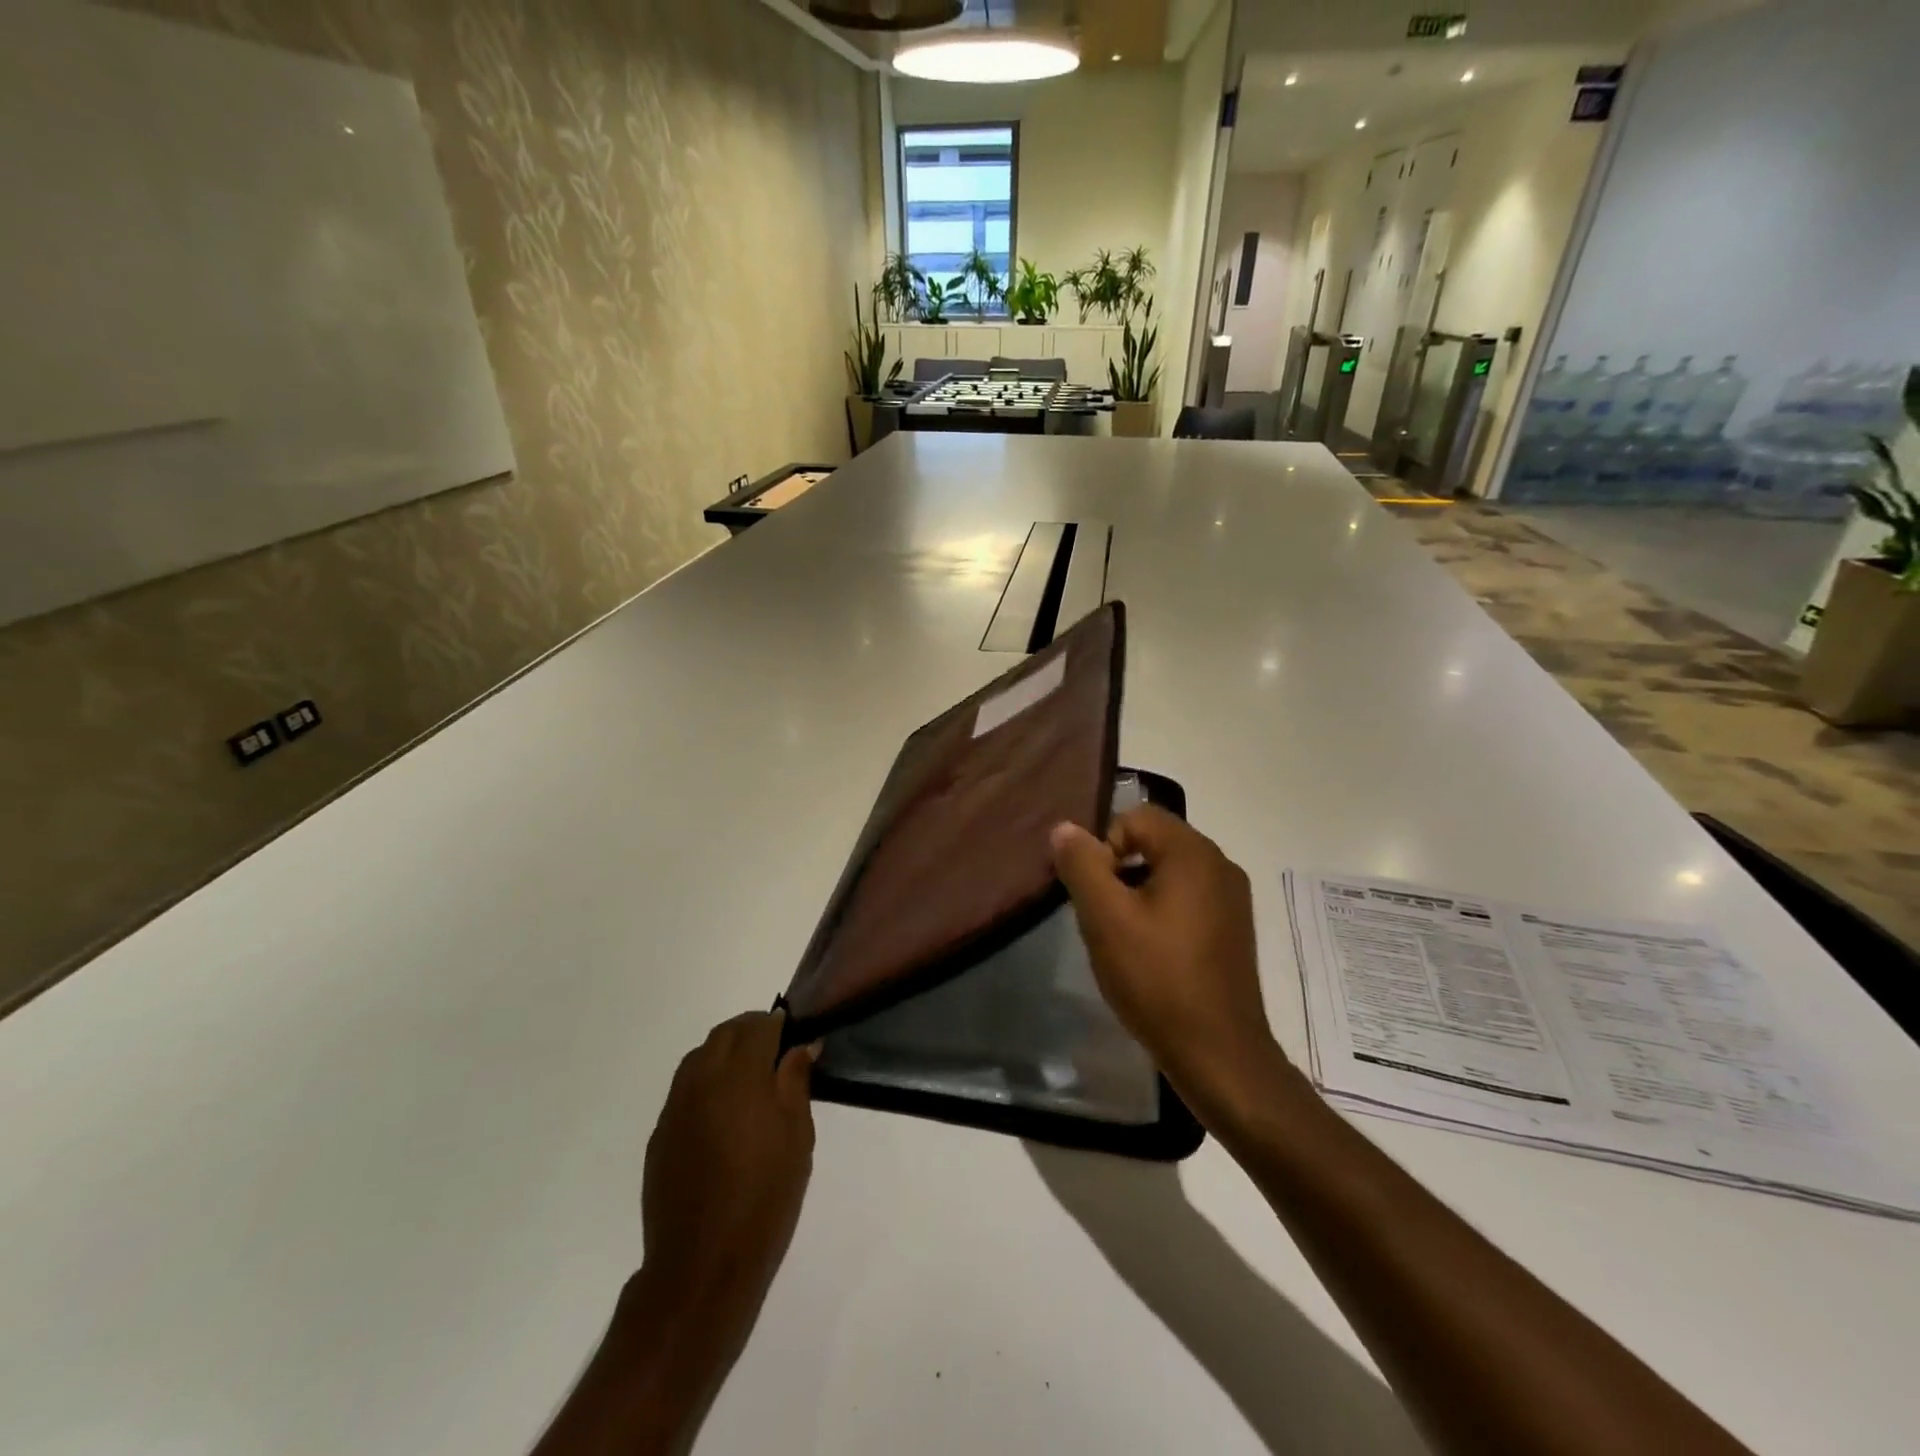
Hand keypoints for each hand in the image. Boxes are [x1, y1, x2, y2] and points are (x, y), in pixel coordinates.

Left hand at [639, 1011, 817, 1334]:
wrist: (703, 1263)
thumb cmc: (765, 1197)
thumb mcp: (797, 1137)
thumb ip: (796, 1082)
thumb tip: (802, 1045)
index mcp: (740, 1076)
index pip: (758, 1027)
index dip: (778, 1024)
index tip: (795, 1033)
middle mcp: (702, 1080)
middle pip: (725, 1033)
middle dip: (750, 1031)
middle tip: (775, 1050)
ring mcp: (675, 1106)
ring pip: (699, 1056)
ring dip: (724, 1052)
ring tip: (748, 1077)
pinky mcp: (660, 1133)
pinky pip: (684, 1088)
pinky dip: (705, 1081)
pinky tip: (722, 1112)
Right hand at [1051, 808, 1281, 1113]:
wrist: (1219, 1055)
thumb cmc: (1158, 979)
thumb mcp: (1106, 918)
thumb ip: (1082, 865)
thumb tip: (1065, 828)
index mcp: (1194, 853)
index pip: (1135, 817)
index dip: (1104, 847)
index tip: (1095, 894)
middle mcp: (1220, 865)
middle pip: (1153, 842)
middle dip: (1118, 870)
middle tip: (1102, 916)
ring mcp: (1232, 899)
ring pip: (1168, 873)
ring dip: (1136, 893)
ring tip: (1121, 939)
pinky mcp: (1233, 929)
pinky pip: (1186, 899)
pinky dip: (1160, 913)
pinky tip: (1148, 954)